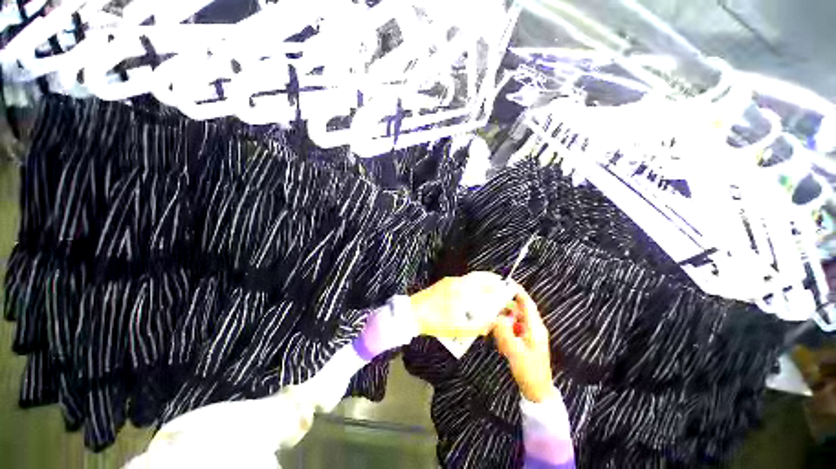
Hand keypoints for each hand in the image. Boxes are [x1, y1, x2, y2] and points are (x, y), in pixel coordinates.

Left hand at [410, 271, 510, 338]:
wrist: (412, 313)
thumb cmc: (437, 320)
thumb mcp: (460, 327)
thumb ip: (479, 325)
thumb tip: (491, 322)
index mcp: (463, 289)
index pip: (485, 281)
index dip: (497, 283)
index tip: (505, 285)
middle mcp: (457, 282)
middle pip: (477, 277)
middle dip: (490, 281)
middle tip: (498, 286)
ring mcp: (448, 283)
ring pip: (469, 280)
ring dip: (480, 283)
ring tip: (486, 292)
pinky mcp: (442, 286)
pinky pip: (461, 283)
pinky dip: (470, 286)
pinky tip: (471, 297)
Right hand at [493, 284, 555, 402]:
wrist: (537, 391)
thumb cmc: (528, 370)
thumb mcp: (514, 350)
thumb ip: (504, 332)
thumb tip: (495, 317)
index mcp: (534, 327)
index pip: (527, 303)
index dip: (518, 291)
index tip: (506, 282)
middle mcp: (532, 328)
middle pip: (517, 310)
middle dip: (504, 310)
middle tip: (490, 308)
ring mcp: (528, 335)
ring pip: (513, 321)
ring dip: (503, 324)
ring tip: (496, 334)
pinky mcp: (524, 341)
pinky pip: (512, 330)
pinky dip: (504, 333)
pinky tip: (500, 343)